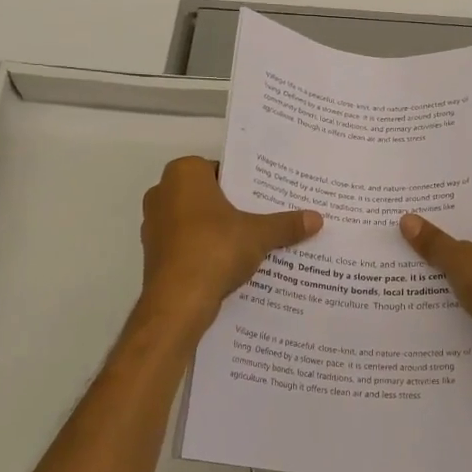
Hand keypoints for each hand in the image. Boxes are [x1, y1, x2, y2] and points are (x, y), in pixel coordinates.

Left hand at [139, 156, 320, 331]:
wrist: (177, 301)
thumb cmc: (215, 249)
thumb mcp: (259, 235)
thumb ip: (286, 224)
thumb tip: (317, 218)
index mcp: (184, 173)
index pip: (221, 170)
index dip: (246, 184)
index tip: (267, 197)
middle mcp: (163, 192)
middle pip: (208, 196)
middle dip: (234, 207)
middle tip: (266, 217)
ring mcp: (154, 225)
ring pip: (196, 221)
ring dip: (219, 231)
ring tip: (253, 242)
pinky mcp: (153, 254)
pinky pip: (187, 244)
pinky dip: (205, 250)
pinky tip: (230, 263)